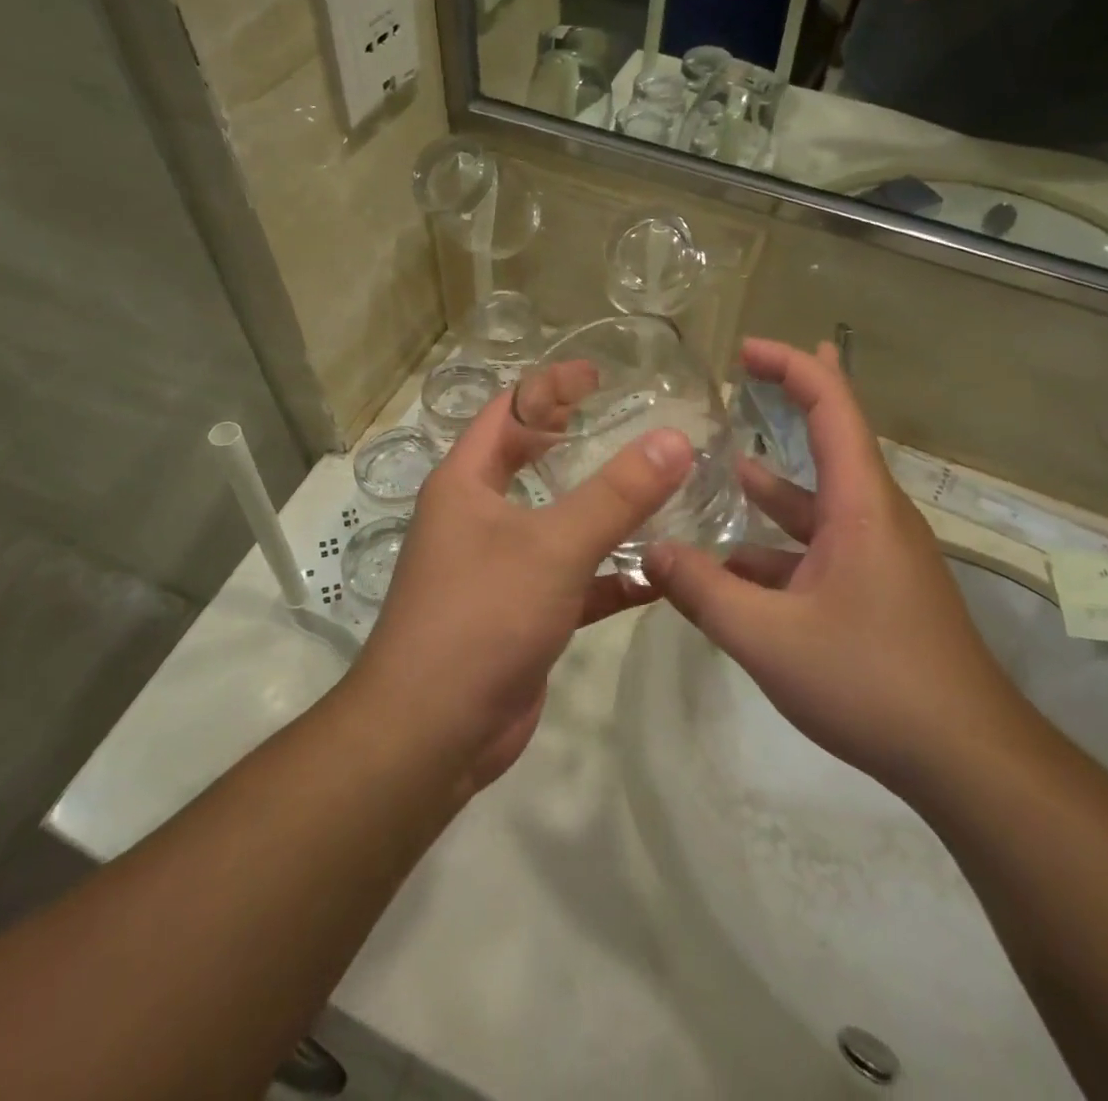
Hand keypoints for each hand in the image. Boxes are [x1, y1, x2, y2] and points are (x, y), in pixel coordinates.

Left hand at [349, 395, 692, 793]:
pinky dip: (611, 576)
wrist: (432, 732)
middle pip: (530, 462)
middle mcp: (478, 517)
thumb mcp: (553, 546)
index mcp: (467, 483)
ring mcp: (499, 568)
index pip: (508, 411)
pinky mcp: (523, 614)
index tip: (601, 375)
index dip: (551, 386)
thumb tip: (675, 440)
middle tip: (632, 423)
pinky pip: (575, 580)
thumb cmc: (481, 617)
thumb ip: (616, 494)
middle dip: (576, 441)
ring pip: (558, 524)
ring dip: (604, 512)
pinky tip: (659, 575)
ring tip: (662, 491)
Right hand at [643, 340, 1024, 792]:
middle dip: (792, 402)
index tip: (745, 350)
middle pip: (832, 440)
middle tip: (748, 374)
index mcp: (861, 505)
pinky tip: (735, 568)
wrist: (966, 760)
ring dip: (775, 486)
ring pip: (819, 503)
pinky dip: (779, 547)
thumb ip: (703, 592)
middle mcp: (875, 516)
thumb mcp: (769, 638)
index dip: (791, 366)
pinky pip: (820, 549)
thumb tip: (649, 552)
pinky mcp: (875, 590)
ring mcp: (878, 555)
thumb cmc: (872, 681)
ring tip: (722, 470)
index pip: (832, 407)